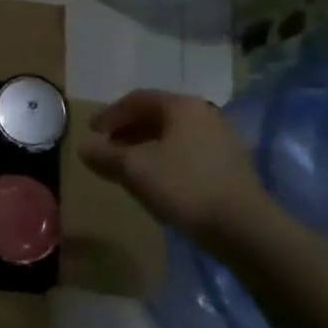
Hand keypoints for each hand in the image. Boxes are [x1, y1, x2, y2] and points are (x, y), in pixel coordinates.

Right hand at [78, 90, 275, 248]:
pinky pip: (188, 151)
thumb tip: (84, 148)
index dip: (110, 114)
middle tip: (107, 147)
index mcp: (182, 106)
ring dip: (146, 145)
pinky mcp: (230, 163)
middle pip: (157, 114)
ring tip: (127, 166)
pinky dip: (166, 158)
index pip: (137, 100)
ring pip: (173, 134)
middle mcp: (204, 114)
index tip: (91, 131)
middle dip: (128, 130)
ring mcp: (221, 138)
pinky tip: (157, 180)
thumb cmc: (185, 187)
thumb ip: (105, 156)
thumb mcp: (135, 170)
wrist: (244, 227)